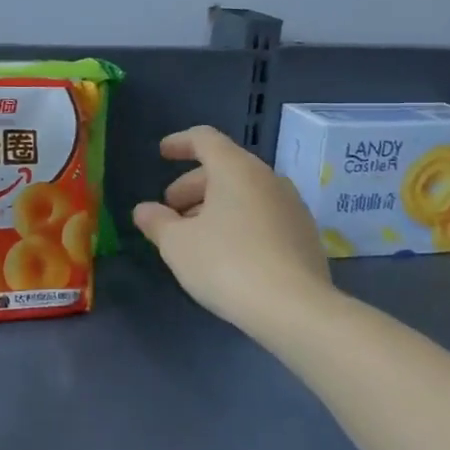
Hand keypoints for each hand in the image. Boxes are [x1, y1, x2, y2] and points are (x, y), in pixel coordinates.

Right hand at [132, 126, 332, 336]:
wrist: (296, 309)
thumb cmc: (227, 264)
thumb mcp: (178, 245)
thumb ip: (157, 222)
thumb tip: (144, 210)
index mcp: (236, 169)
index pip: (205, 139)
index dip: (180, 143)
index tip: (162, 153)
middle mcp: (268, 178)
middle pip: (225, 167)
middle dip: (193, 185)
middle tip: (171, 211)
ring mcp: (292, 206)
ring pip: (246, 193)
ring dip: (216, 206)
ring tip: (195, 236)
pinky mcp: (305, 235)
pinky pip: (264, 215)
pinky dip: (239, 222)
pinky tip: (227, 253)